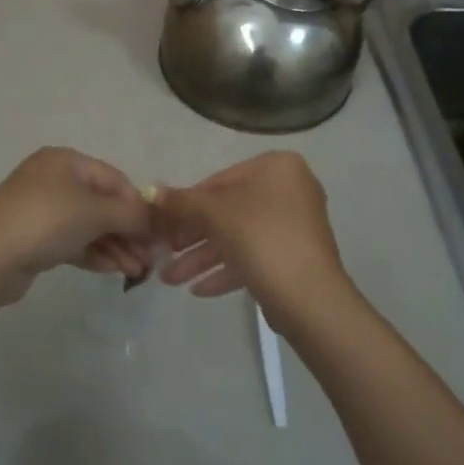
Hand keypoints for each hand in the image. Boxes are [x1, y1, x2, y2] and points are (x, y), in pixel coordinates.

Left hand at [0, 147, 152, 304]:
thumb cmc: (46, 221)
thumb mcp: (94, 212)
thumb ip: (129, 212)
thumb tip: (152, 218)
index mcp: (65, 161)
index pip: (114, 179)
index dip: (138, 205)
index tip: (158, 233)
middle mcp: (53, 180)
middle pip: (102, 203)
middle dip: (128, 231)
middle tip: (150, 258)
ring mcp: (42, 210)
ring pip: (89, 226)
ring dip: (116, 246)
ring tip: (137, 271)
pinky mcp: (35, 238)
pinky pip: (73, 242)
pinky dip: (95, 253)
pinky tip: (115, 271)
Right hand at [152, 152, 357, 335]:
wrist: (309, 297)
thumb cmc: (260, 238)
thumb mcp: (213, 214)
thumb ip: (182, 202)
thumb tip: (153, 192)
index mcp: (276, 167)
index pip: (218, 180)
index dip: (186, 204)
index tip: (162, 225)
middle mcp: (290, 190)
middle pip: (227, 211)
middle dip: (192, 237)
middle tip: (164, 254)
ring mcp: (294, 226)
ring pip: (238, 237)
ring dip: (202, 258)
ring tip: (170, 280)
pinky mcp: (295, 258)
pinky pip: (254, 257)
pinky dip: (226, 270)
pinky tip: (198, 290)